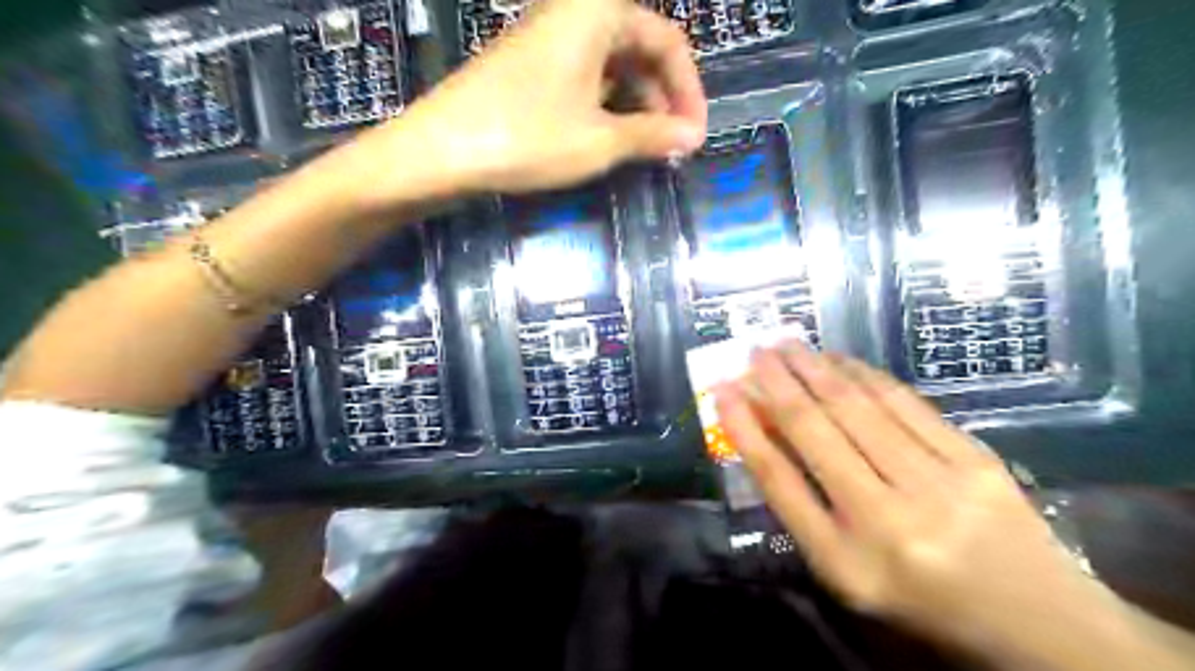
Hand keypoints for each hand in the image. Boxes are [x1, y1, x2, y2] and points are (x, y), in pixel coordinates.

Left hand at [355, 0, 708, 199]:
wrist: (440, 151)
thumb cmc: (527, 137)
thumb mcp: (600, 140)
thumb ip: (652, 134)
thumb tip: (692, 137)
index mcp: (598, 12)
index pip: (668, 41)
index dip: (689, 90)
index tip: (695, 135)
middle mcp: (574, 13)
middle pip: (640, 47)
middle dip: (663, 97)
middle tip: (673, 144)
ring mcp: (548, 39)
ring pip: (611, 64)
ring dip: (636, 104)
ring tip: (647, 148)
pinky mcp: (529, 65)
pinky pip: (584, 76)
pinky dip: (606, 105)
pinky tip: (610, 137)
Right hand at [709, 346, 1120, 663]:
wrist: (1037, 621)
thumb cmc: (920, 598)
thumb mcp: (846, 570)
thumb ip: (804, 506)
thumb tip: (765, 435)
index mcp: (846, 561)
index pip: (779, 480)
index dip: (745, 429)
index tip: (723, 390)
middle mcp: (887, 520)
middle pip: (816, 431)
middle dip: (778, 382)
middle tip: (755, 349)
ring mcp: (937, 485)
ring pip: (859, 408)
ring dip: (816, 368)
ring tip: (789, 344)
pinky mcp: (975, 459)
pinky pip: (906, 404)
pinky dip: (866, 375)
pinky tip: (841, 360)